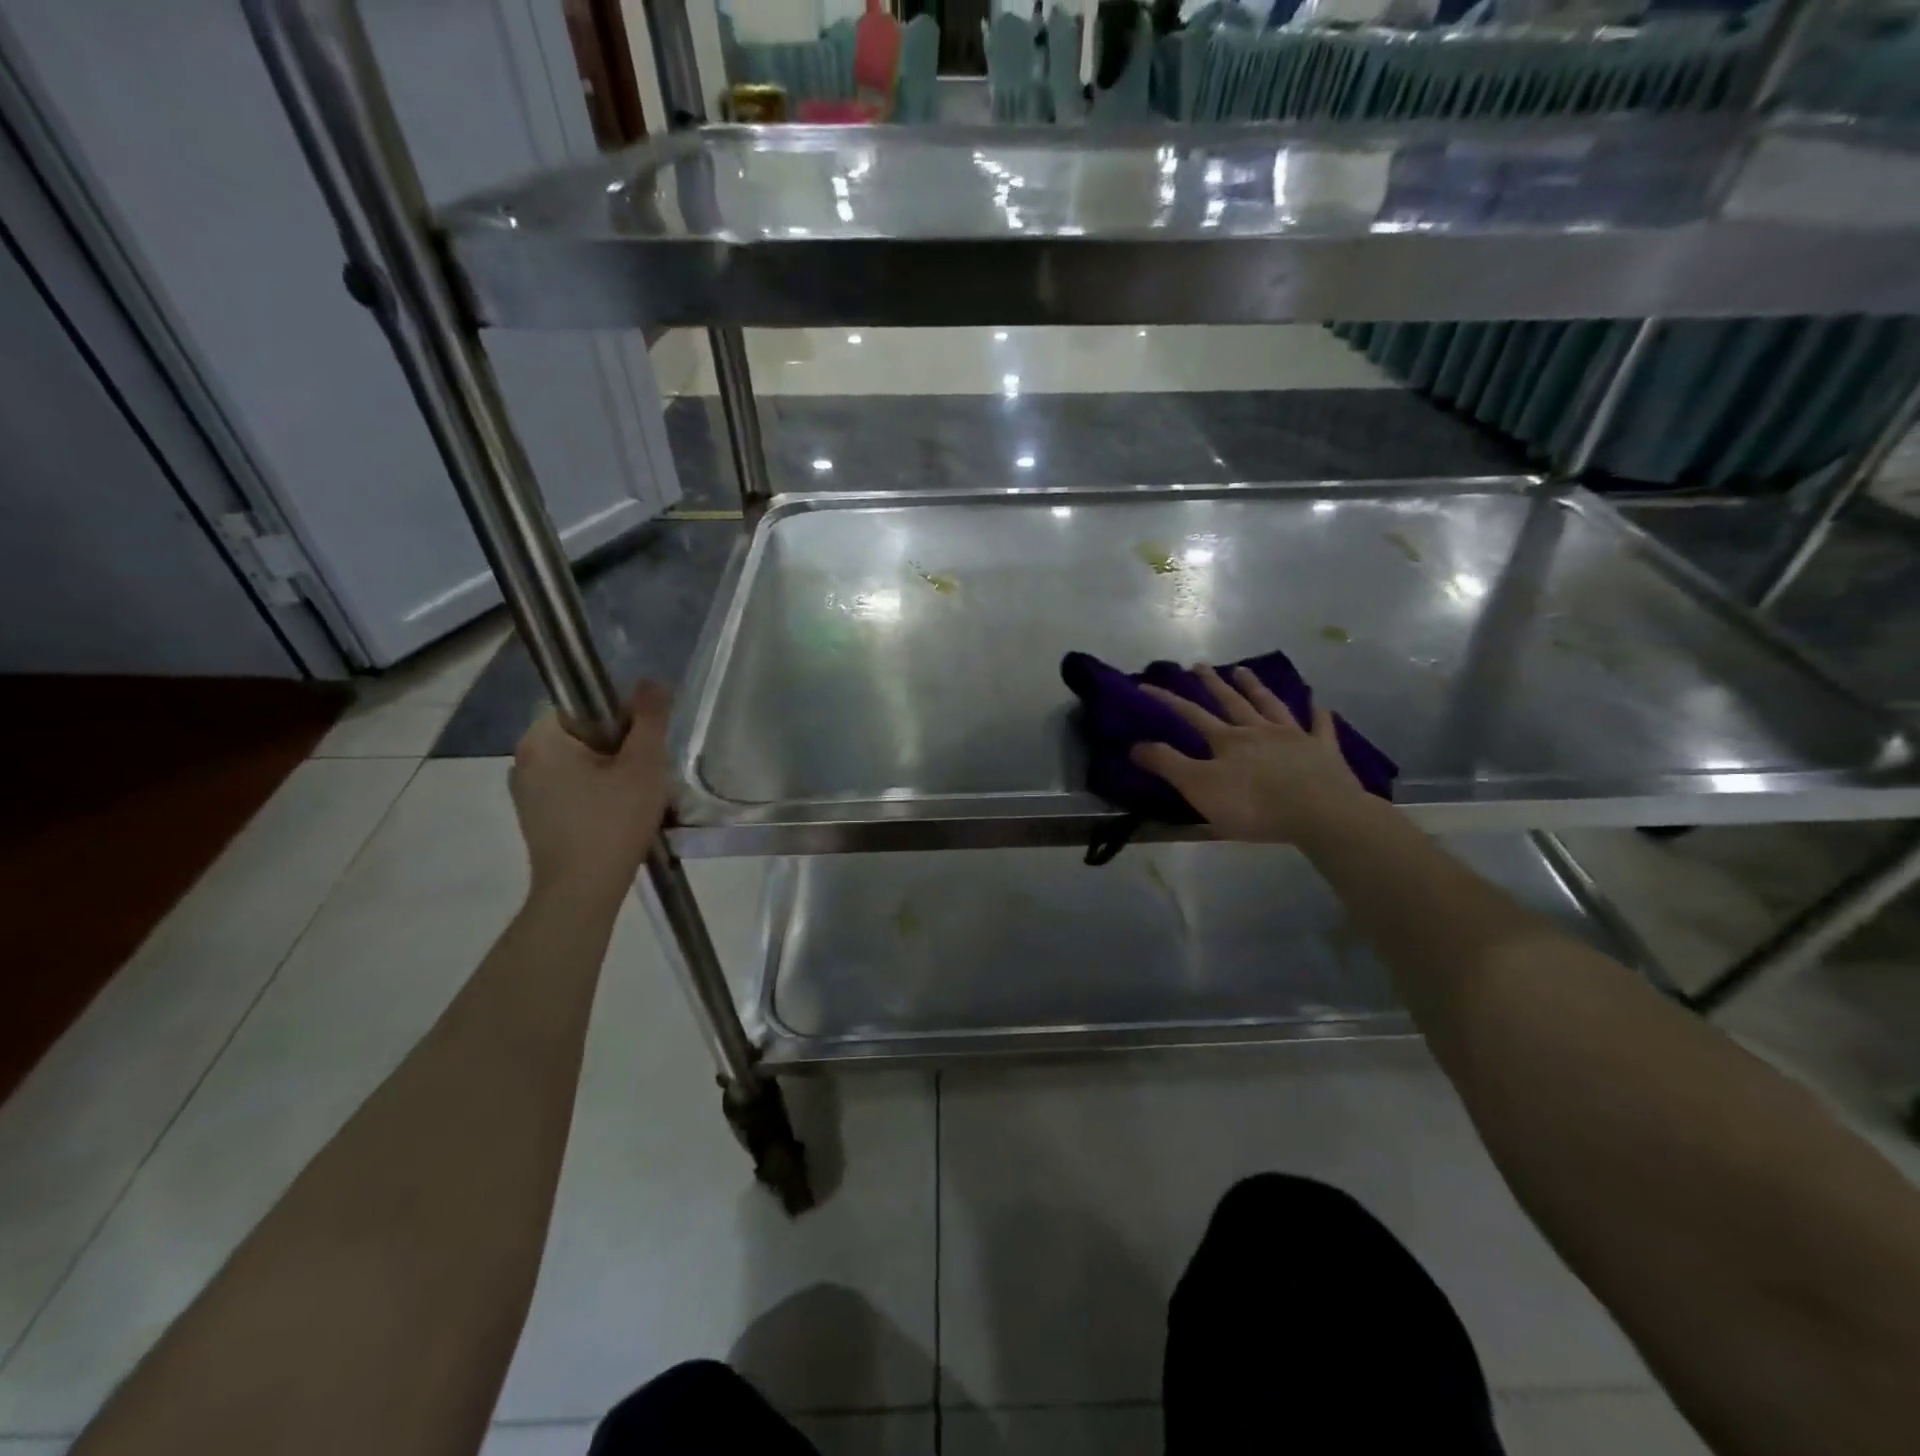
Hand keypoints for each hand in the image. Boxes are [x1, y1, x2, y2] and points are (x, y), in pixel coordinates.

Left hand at [510, 681, 673, 907]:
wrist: (582, 893)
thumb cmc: (613, 823)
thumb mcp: (644, 765)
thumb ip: (650, 718)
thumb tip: (651, 682)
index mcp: (541, 740)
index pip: (583, 704)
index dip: (620, 717)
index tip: (642, 746)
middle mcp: (524, 759)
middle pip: (583, 733)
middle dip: (620, 748)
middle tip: (647, 774)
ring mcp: (526, 790)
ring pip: (581, 762)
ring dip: (612, 772)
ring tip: (638, 798)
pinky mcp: (536, 816)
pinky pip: (572, 787)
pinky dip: (597, 793)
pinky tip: (619, 816)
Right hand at [1132, 664, 1368, 844]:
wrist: (1318, 812)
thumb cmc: (1252, 804)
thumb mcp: (1199, 788)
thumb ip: (1168, 764)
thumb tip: (1135, 744)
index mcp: (1227, 740)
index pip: (1191, 715)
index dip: (1167, 700)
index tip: (1146, 686)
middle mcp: (1258, 731)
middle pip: (1232, 702)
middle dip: (1213, 684)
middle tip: (1200, 665)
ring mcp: (1294, 738)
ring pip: (1271, 705)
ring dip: (1256, 687)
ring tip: (1243, 670)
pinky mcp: (1323, 751)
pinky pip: (1321, 728)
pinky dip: (1318, 715)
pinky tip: (1319, 705)